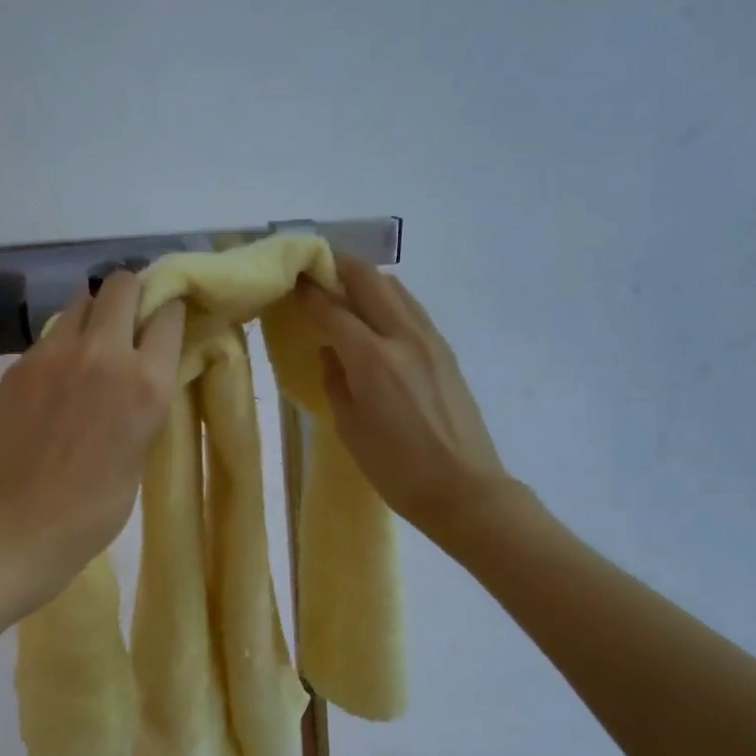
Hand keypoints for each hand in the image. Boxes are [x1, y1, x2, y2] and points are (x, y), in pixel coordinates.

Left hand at [0, 270, 184, 611]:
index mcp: (146, 381)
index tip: (166, 320)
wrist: (23, 525)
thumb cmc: (97, 505)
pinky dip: (64, 344)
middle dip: (132, 294)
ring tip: (92, 346)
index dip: (169, 312)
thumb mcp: (142, 447)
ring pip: (82, 300)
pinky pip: (52, 335)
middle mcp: (104, 353)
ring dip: (95, 313)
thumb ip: (145, 397)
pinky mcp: (22, 364)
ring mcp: (56, 353)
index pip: (167, 312)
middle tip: (130, 321)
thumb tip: (144, 367)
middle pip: (122, 284)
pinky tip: (59, 378)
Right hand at [298, 255, 518, 548]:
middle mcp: (403, 336)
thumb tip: (331, 353)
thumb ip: (335, 382)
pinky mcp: (445, 350)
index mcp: (372, 359)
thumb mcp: (350, 429)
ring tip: (342, 285)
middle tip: (314, 268)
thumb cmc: (397, 469)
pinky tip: (376, 314)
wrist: (465, 489)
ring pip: (394, 288)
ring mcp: (429, 340)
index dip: (307, 292)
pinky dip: (388, 299)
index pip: (332, 309)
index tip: (290, 280)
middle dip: (338, 266)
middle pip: (368, 280)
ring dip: (365, 279)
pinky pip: (411, 308)